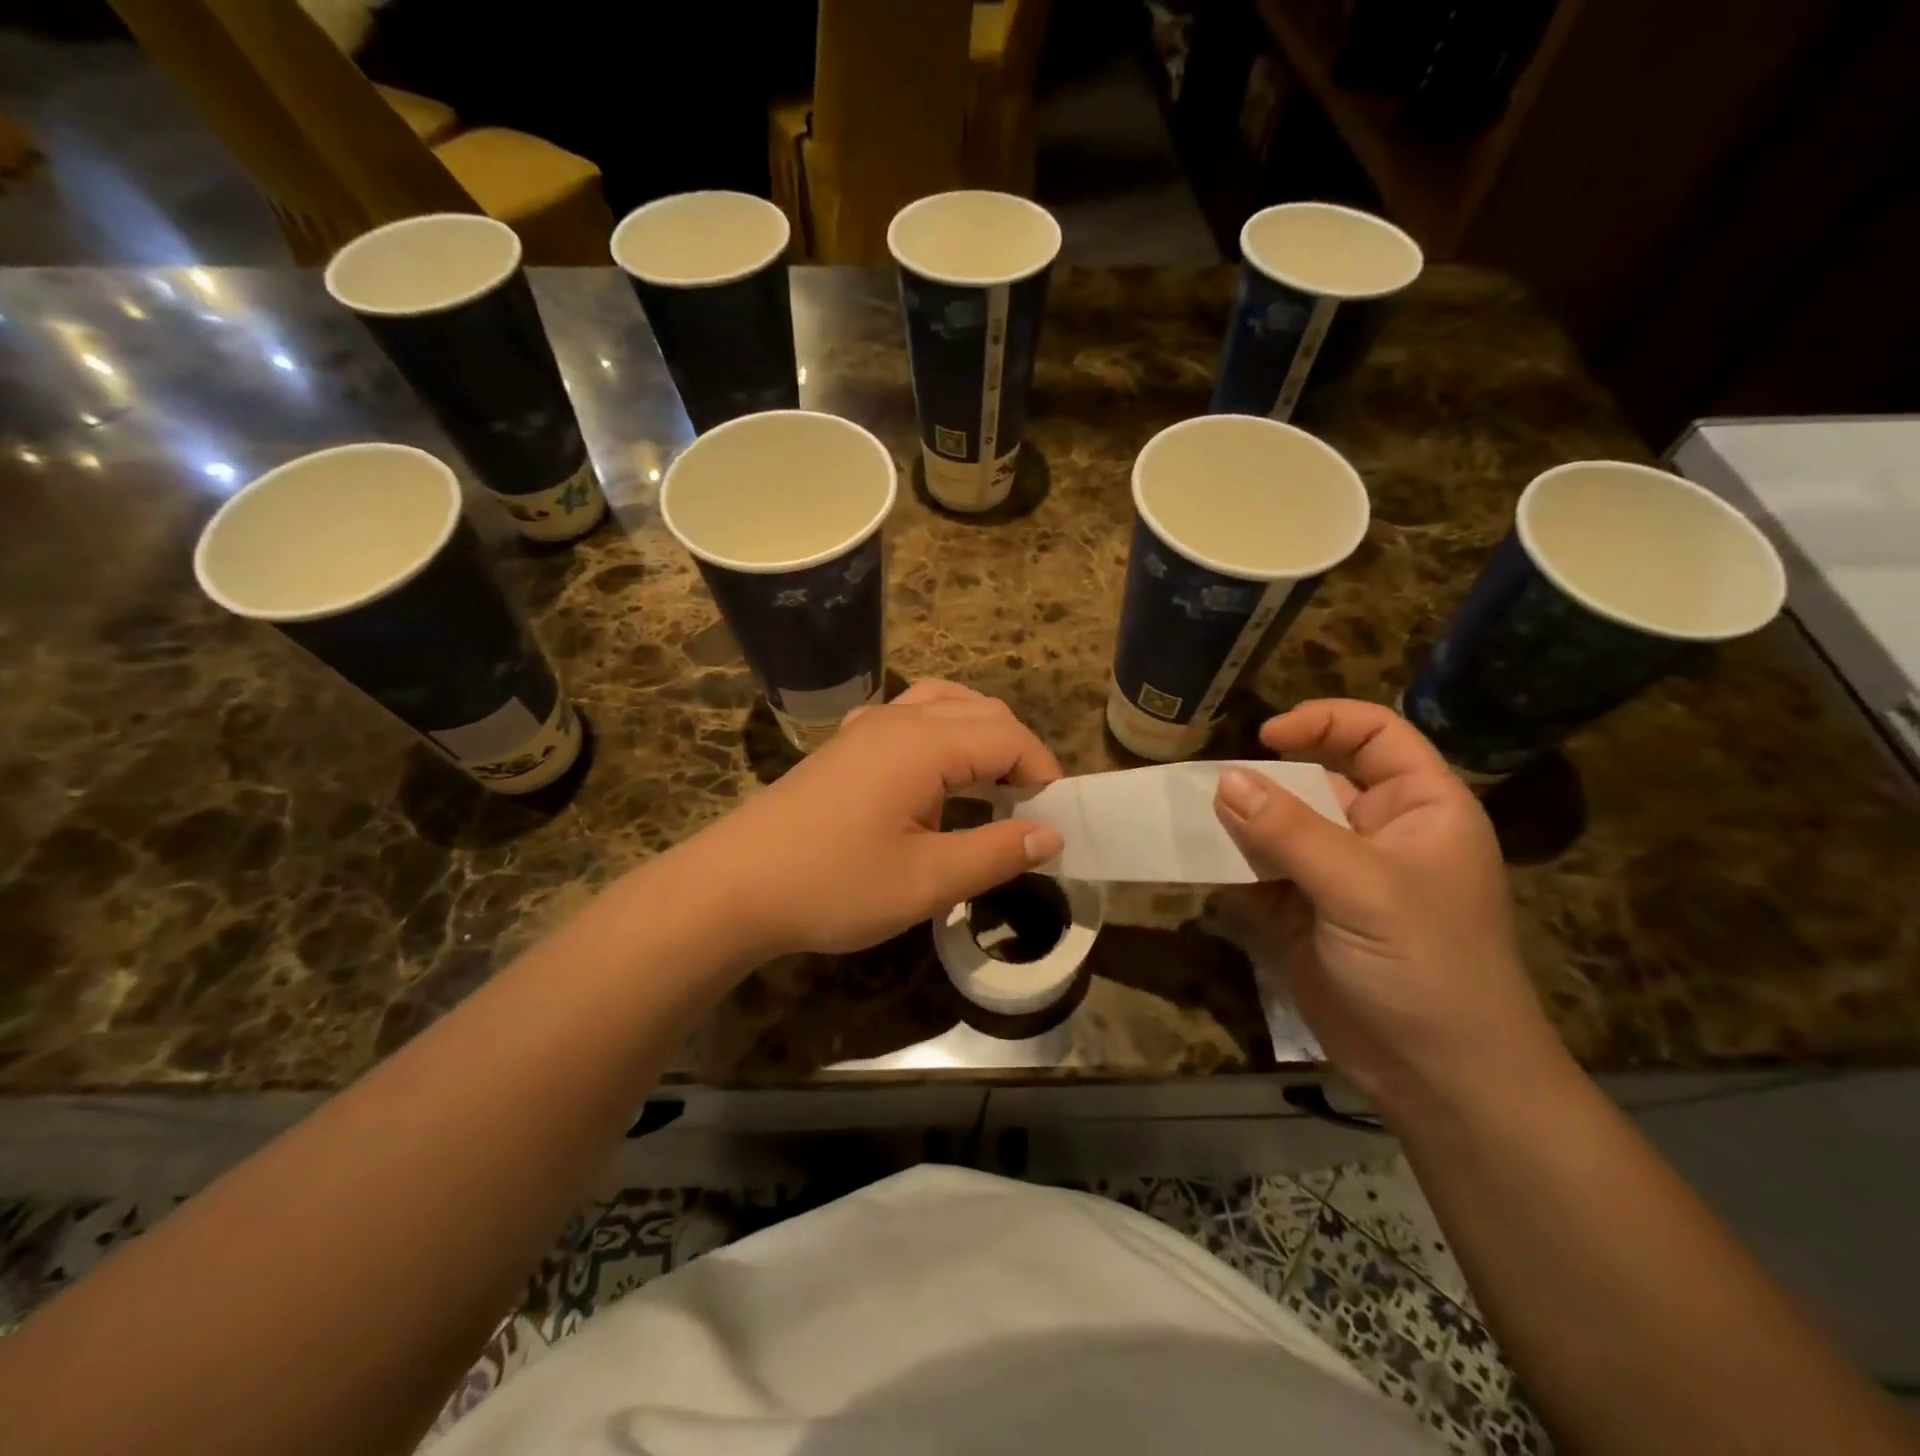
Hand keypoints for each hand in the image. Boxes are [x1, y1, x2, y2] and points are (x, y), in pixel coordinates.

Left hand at [689, 681, 1065, 957]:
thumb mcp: (925, 882)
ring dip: (981, 737)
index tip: (1054, 821)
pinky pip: (910, 717)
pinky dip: (943, 735)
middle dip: (1018, 753)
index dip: (1043, 773)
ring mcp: (866, 727)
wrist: (733, 887)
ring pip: (946, 705)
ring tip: (992, 787)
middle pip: (982, 712)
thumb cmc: (832, 885)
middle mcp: (898, 719)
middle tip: (1029, 810)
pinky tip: (934, 777)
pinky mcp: (846, 746)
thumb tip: (1050, 835)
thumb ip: (995, 854)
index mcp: (924, 744)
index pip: (1009, 737)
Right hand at [1211, 699, 1562, 1113]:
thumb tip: (1224, 780)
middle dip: (1263, 781)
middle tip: (1208, 790)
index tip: (1266, 738)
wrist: (1437, 1079)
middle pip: (1312, 779)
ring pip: (1275, 827)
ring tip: (1191, 822)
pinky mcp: (1298, 913)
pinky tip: (1196, 864)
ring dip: (1235, 824)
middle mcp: (1374, 832)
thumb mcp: (1362, 888)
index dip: (1323, 722)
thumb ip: (1289, 831)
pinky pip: (1255, 872)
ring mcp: (1333, 874)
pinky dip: (1226, 866)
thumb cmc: (1426, 966)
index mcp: (1418, 809)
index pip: (1375, 735)